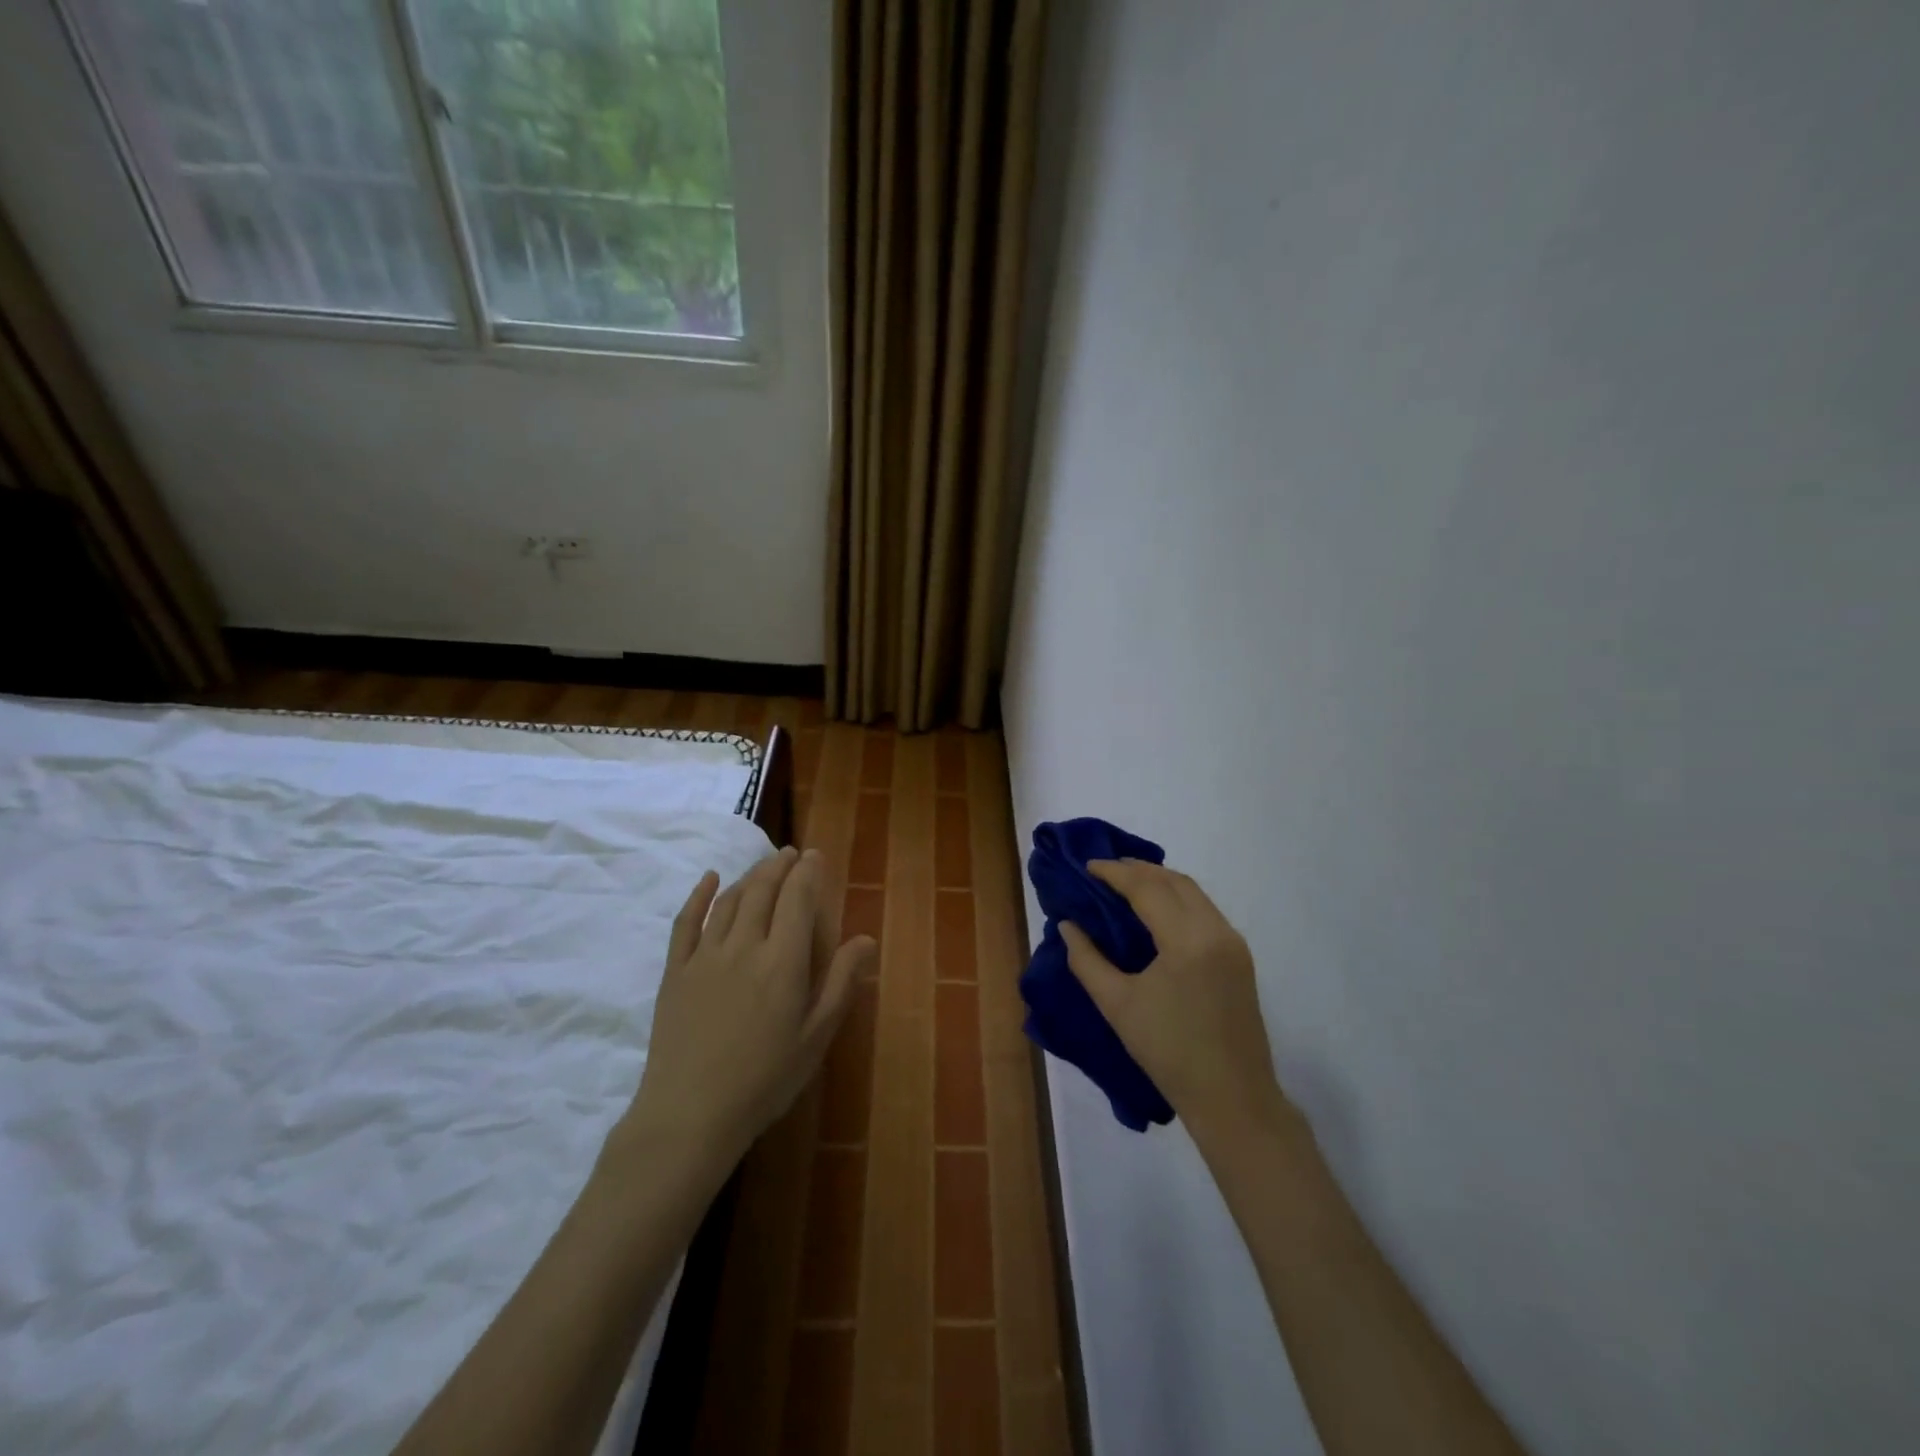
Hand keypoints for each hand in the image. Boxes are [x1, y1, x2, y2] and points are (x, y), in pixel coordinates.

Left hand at [621, 847, 875, 1162]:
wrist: (690, 1114)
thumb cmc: (764, 1080)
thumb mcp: (816, 1036)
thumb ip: (840, 982)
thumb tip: (865, 939)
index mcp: (783, 961)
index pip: (798, 899)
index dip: (808, 872)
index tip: (815, 855)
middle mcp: (744, 946)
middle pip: (763, 891)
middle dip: (780, 866)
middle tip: (791, 854)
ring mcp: (705, 956)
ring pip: (730, 901)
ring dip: (750, 876)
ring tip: (764, 866)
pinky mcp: (676, 971)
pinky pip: (686, 922)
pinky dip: (699, 895)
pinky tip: (709, 879)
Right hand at [1060, 860, 1285, 1143]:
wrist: (1233, 1098)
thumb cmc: (1169, 1053)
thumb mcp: (1117, 1005)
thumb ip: (1087, 960)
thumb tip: (1068, 926)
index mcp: (1187, 939)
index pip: (1147, 888)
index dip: (1114, 873)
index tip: (1086, 867)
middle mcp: (1216, 930)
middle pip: (1174, 881)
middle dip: (1138, 869)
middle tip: (1103, 871)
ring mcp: (1233, 942)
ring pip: (1193, 892)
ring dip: (1159, 881)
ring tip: (1125, 884)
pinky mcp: (1239, 957)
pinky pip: (1204, 910)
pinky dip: (1177, 898)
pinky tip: (1155, 910)